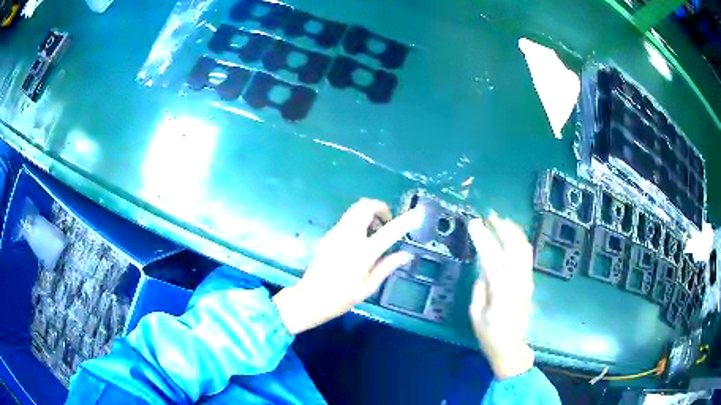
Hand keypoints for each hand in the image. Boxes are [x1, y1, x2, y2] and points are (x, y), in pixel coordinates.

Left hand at [273, 198, 424, 334]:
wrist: (309, 299)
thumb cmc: (341, 298)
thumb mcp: (368, 287)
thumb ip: (387, 266)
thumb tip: (406, 255)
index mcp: (362, 252)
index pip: (389, 231)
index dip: (405, 221)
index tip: (417, 213)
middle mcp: (348, 236)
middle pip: (365, 206)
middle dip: (380, 208)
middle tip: (386, 223)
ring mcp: (335, 233)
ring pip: (354, 210)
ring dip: (368, 214)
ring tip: (374, 234)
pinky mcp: (327, 236)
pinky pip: (346, 220)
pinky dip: (358, 221)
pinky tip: (360, 242)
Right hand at [468, 213, 534, 378]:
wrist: (511, 346)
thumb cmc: (489, 334)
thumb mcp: (476, 313)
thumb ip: (480, 286)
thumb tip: (483, 266)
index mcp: (501, 291)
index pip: (492, 258)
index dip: (483, 238)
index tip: (474, 222)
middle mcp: (517, 282)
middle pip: (514, 247)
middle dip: (503, 228)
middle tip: (491, 215)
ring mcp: (526, 281)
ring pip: (524, 249)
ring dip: (514, 232)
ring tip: (502, 220)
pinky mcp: (529, 282)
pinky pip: (526, 256)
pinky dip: (519, 241)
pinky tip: (511, 237)